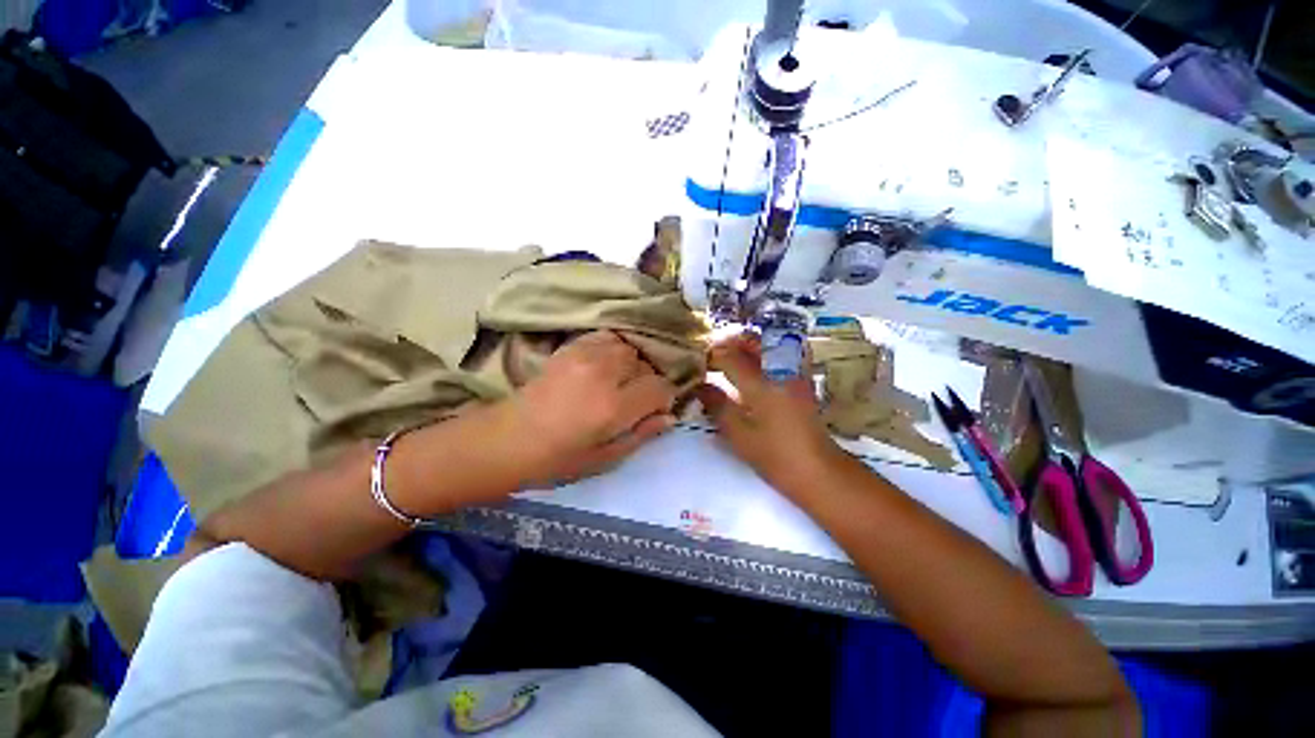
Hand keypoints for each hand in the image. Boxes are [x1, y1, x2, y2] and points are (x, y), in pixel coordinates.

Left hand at [503, 330, 677, 486]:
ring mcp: (585, 356)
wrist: (508, 439)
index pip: (660, 387)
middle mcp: (604, 374)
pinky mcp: (570, 348)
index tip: (654, 409)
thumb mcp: (605, 458)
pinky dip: (613, 349)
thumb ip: (641, 434)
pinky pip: (605, 338)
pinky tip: (604, 365)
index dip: (664, 399)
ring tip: (618, 381)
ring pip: (628, 348)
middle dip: (647, 381)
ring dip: (630, 364)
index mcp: (614, 407)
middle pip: (645, 364)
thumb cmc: (558, 459)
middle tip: (633, 399)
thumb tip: (670, 416)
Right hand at [696, 333, 847, 493]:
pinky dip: (763, 353)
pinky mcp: (802, 381)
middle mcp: (779, 371)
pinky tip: (754, 367)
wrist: (819, 471)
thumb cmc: (776, 456)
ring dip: (746, 346)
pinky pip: (781, 354)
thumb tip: (700, 386)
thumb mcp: (739, 435)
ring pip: (768, 345)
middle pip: (752, 341)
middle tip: (712, 356)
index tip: (697, 362)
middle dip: (729, 343)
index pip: (729, 357)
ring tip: (730, 358)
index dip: (710, 356)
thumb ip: (718, 406)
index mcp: (760, 384)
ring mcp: (794, 374)